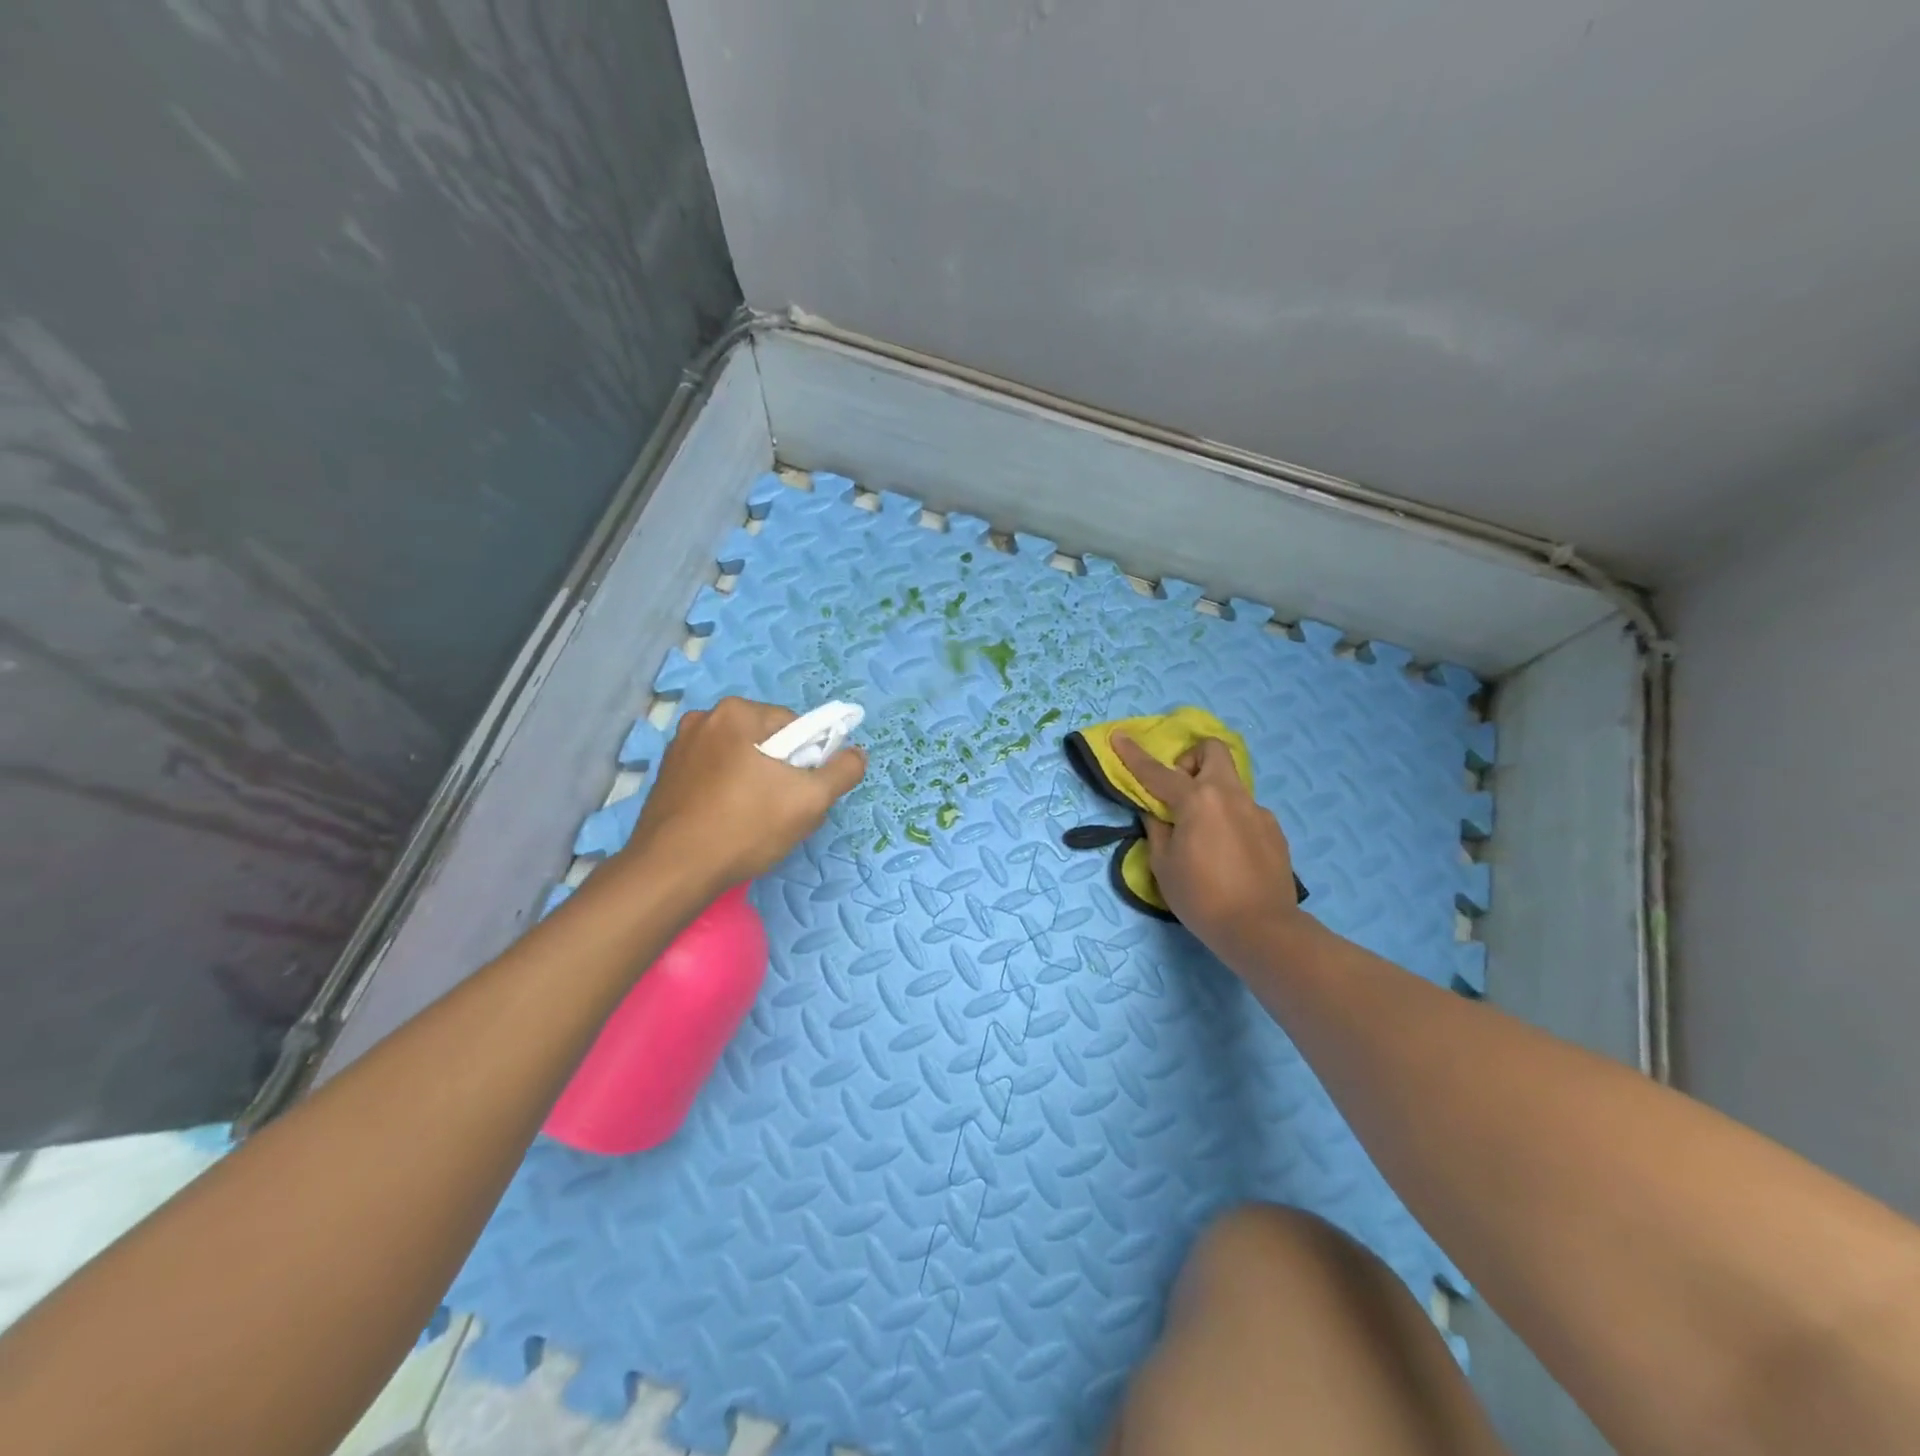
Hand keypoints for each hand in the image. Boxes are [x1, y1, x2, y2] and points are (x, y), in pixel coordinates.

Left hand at [624, 697, 866, 891]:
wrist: (672, 871)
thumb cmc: (745, 827)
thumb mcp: (810, 800)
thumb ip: (843, 771)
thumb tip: (857, 753)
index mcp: (736, 712)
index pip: (794, 726)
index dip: (808, 759)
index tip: (804, 792)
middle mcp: (703, 719)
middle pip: (766, 741)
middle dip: (781, 772)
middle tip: (783, 811)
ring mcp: (679, 748)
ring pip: (739, 760)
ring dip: (755, 784)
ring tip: (755, 822)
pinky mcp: (666, 776)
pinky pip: (713, 776)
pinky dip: (727, 793)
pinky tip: (729, 824)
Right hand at [1111, 733, 1305, 954]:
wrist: (1261, 929)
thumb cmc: (1201, 897)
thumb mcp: (1163, 865)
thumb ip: (1157, 830)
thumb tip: (1157, 813)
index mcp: (1198, 800)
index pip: (1158, 772)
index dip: (1134, 755)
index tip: (1119, 736)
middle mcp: (1230, 795)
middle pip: (1213, 752)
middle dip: (1191, 760)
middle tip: (1179, 792)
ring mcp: (1257, 811)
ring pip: (1230, 784)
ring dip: (1211, 794)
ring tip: (1203, 834)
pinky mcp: (1274, 830)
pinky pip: (1245, 811)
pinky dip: (1230, 819)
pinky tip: (1228, 854)